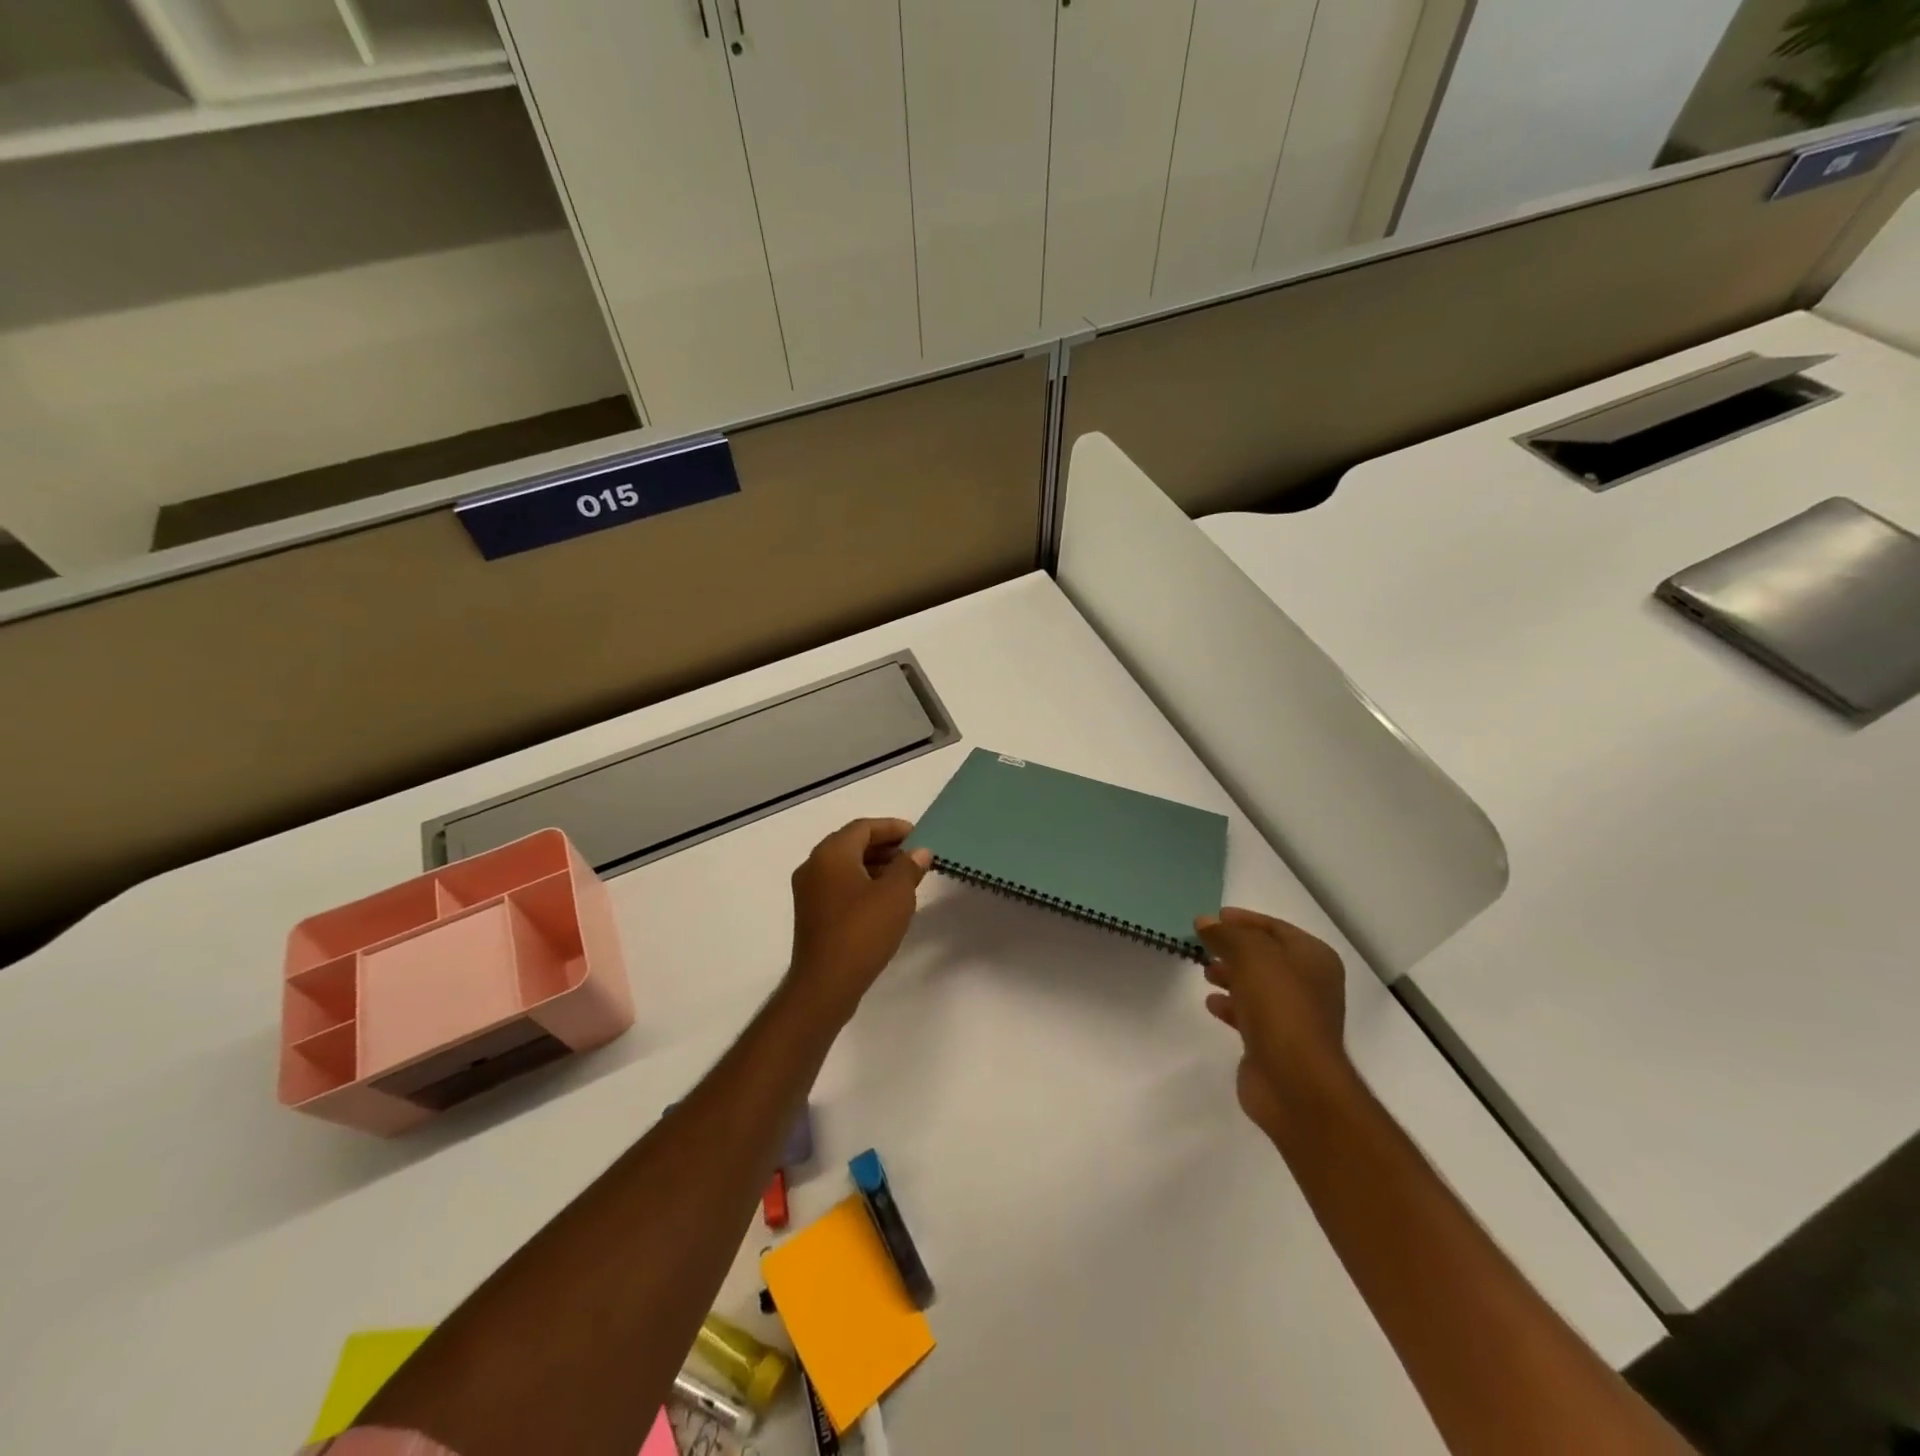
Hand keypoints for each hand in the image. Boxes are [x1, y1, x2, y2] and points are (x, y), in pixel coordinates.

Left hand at [787, 818, 931, 1018]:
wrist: (825, 984)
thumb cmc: (862, 931)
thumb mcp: (895, 895)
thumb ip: (909, 867)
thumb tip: (919, 851)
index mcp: (831, 854)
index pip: (863, 827)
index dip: (893, 828)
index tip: (918, 835)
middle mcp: (814, 866)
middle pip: (852, 844)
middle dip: (885, 846)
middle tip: (915, 855)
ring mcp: (809, 891)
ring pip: (846, 866)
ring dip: (875, 866)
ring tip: (906, 878)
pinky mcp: (812, 914)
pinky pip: (840, 886)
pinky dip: (863, 884)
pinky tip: (885, 900)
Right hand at [1196, 908, 1356, 1138]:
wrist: (1295, 1082)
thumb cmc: (1280, 1007)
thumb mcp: (1251, 956)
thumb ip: (1226, 935)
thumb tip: (1205, 922)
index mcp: (1314, 958)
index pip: (1275, 928)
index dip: (1244, 920)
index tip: (1213, 918)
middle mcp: (1310, 985)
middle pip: (1266, 957)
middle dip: (1234, 949)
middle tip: (1204, 945)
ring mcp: (1294, 1016)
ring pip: (1257, 986)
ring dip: (1231, 976)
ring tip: (1206, 972)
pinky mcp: (1277, 1044)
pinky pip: (1250, 1014)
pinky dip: (1231, 1005)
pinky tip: (1212, 1004)